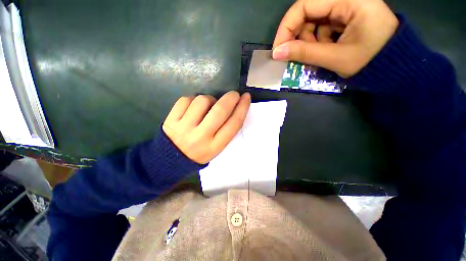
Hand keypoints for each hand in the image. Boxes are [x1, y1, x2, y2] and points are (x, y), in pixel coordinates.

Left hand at [163, 91, 250, 163]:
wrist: (171, 160)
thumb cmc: (199, 153)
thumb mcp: (216, 148)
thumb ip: (226, 130)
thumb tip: (234, 107)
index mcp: (215, 146)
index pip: (234, 124)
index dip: (242, 108)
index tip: (246, 98)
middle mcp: (201, 137)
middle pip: (220, 111)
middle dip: (230, 98)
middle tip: (233, 94)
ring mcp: (184, 127)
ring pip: (203, 101)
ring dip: (210, 99)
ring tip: (208, 105)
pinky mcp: (171, 120)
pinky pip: (186, 99)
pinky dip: (193, 99)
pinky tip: (194, 106)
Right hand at [272, 0, 398, 77]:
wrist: (394, 66)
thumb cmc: (371, 61)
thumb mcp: (335, 58)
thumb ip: (304, 53)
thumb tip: (277, 53)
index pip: (305, 4)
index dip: (287, 27)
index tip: (278, 48)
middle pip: (308, 12)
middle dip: (299, 36)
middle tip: (297, 55)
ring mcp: (346, 7)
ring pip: (313, 21)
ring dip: (309, 40)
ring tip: (318, 54)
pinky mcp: (345, 17)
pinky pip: (321, 26)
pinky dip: (317, 41)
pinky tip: (325, 50)